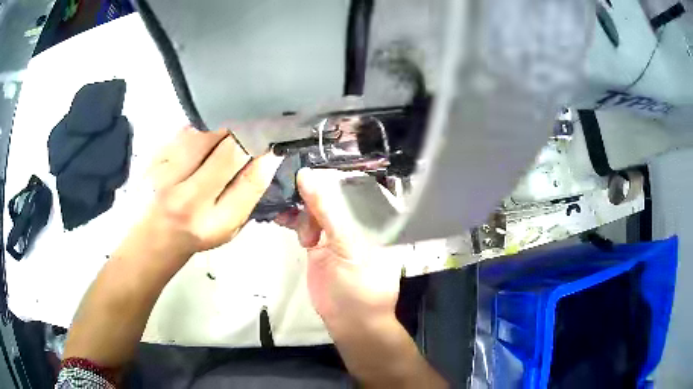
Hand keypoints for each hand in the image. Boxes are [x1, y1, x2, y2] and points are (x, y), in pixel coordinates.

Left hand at [135, 126, 282, 259]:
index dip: (267, 156)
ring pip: (205, 134)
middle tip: (256, 126)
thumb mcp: (228, 227)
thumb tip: (266, 157)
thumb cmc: (197, 232)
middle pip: (229, 152)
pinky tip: (207, 130)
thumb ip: (246, 196)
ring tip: (231, 125)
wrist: (156, 235)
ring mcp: (166, 177)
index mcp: (215, 223)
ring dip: (224, 125)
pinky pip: (186, 131)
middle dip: (248, 135)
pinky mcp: (154, 159)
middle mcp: (189, 201)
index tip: (274, 142)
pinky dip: (202, 126)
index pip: (251, 181)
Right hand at [276, 169, 447, 386]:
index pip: (349, 184)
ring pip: (314, 209)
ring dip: (299, 206)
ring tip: (287, 210)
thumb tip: (307, 175)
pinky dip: (293, 220)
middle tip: (288, 184)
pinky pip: (304, 226)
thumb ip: (326, 211)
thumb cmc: (359, 284)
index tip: (304, 159)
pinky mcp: (317, 246)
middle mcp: (353, 221)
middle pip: (329, 194)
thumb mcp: (346, 245)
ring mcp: (333, 234)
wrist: (350, 321)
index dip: (328, 171)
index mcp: (370, 217)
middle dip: (308, 189)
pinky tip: (283, 217)